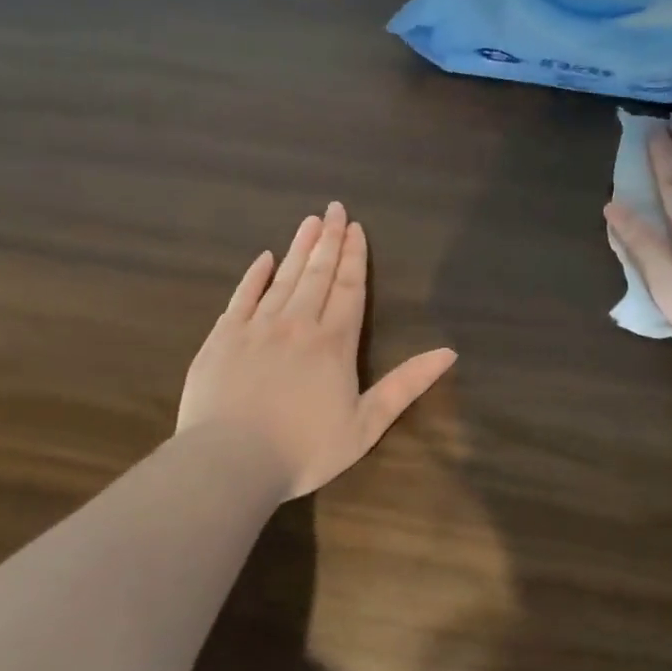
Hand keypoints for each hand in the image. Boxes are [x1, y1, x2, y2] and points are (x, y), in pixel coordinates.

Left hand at [177, 203, 457, 498]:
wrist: (230, 461)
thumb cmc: (304, 449)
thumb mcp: (366, 424)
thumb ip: (405, 385)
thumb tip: (449, 352)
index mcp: (333, 343)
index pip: (349, 289)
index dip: (354, 257)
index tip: (356, 228)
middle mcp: (297, 324)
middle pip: (318, 274)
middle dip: (329, 240)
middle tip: (335, 208)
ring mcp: (256, 328)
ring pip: (283, 278)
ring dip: (299, 248)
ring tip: (310, 222)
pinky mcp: (222, 338)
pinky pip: (242, 296)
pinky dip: (255, 275)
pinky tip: (264, 257)